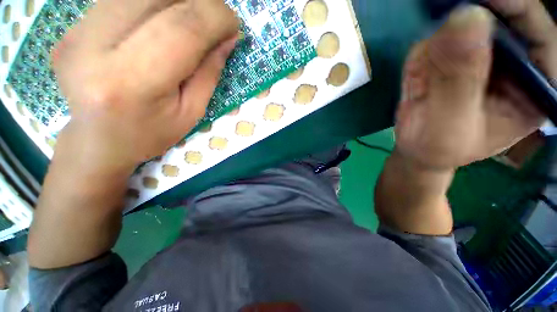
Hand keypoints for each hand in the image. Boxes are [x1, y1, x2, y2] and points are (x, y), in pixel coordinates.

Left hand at [53, 0, 238, 173]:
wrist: (99, 141)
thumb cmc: (151, 134)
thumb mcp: (192, 112)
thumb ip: (209, 73)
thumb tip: (228, 37)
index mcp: (132, 82)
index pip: (182, 29)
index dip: (215, 17)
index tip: (233, 24)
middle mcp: (94, 48)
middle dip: (197, 1)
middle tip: (214, 18)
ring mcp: (75, 33)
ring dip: (175, 1)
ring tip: (192, 21)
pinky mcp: (71, 28)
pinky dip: (151, 4)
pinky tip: (161, 22)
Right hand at [375, 1, 555, 234]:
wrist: (419, 152)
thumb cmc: (434, 150)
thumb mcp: (445, 123)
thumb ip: (456, 75)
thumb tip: (463, 18)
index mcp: (536, 84)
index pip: (538, 26)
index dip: (514, 3)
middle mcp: (519, 60)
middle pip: (509, 14)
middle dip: (481, 7)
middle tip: (450, 9)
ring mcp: (489, 53)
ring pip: (478, 17)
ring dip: (457, 16)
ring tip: (436, 27)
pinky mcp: (460, 53)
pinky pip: (454, 28)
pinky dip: (441, 27)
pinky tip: (428, 38)